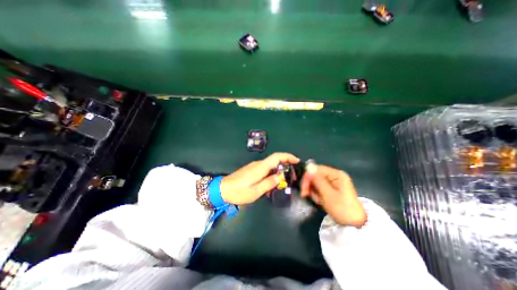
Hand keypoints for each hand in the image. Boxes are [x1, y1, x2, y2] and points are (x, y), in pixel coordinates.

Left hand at [221, 153, 301, 204]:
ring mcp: (254, 166)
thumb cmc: (239, 191)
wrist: (223, 189)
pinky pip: (265, 170)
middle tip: (291, 176)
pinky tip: (271, 184)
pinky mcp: (251, 170)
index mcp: (261, 167)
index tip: (296, 161)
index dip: (287, 156)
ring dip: (278, 171)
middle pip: (275, 161)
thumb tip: (280, 176)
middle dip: (285, 166)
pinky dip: (271, 174)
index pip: (276, 157)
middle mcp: (258, 164)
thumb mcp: (256, 191)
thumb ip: (269, 183)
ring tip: (282, 183)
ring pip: (270, 166)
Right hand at [300, 164, 367, 227]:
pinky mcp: (332, 188)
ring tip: (317, 201)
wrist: (355, 225)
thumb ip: (318, 180)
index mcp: (336, 174)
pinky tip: (320, 201)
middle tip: (305, 195)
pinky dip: (317, 194)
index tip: (303, 188)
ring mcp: (333, 182)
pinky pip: (319, 187)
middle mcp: (334, 175)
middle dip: (309, 185)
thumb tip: (308, 166)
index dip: (308, 176)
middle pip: (315, 175)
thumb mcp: (328, 194)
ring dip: (313, 191)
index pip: (317, 169)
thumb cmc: (342, 209)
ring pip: (316, 182)